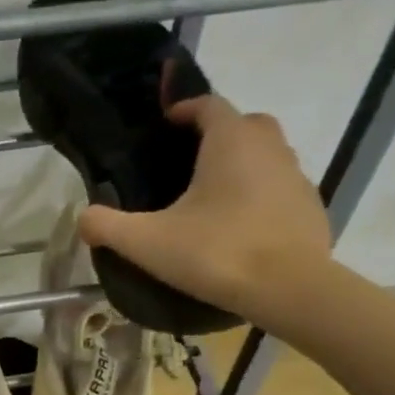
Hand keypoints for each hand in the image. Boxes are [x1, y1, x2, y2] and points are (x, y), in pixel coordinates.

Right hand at [77, 92, 332, 323]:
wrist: (288, 289)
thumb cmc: (216, 253)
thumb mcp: (147, 243)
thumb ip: (107, 226)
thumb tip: (83, 218)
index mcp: (230, 141)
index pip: (208, 105)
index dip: (185, 109)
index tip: (166, 124)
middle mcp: (269, 147)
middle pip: (244, 124)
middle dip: (219, 133)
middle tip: (191, 161)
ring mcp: (296, 176)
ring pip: (267, 155)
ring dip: (243, 164)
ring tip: (214, 197)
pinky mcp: (311, 207)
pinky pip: (280, 188)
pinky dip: (261, 196)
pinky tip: (241, 226)